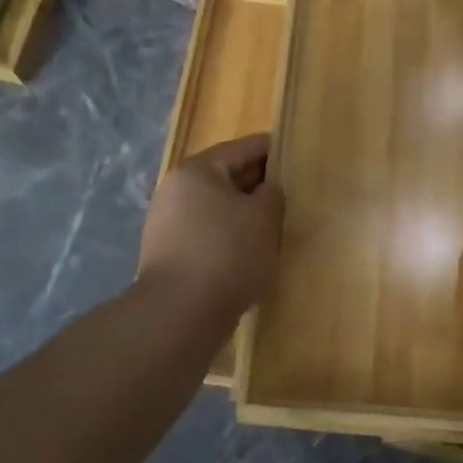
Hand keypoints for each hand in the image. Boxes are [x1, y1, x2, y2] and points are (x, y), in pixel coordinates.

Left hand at [139, 134, 284, 323]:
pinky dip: (227, 236)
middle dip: (257, 184)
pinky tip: (248, 252)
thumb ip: (272, 193)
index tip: (296, 156)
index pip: (242, 148)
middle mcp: (175, 189)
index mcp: (197, 170)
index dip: (272, 150)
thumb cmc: (228, 254)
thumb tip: (266, 189)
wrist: (180, 313)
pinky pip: (205, 233)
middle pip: (225, 177)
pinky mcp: (166, 253)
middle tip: (289, 194)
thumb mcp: (264, 217)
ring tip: (272, 226)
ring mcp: (166, 223)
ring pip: (215, 208)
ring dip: (242, 214)